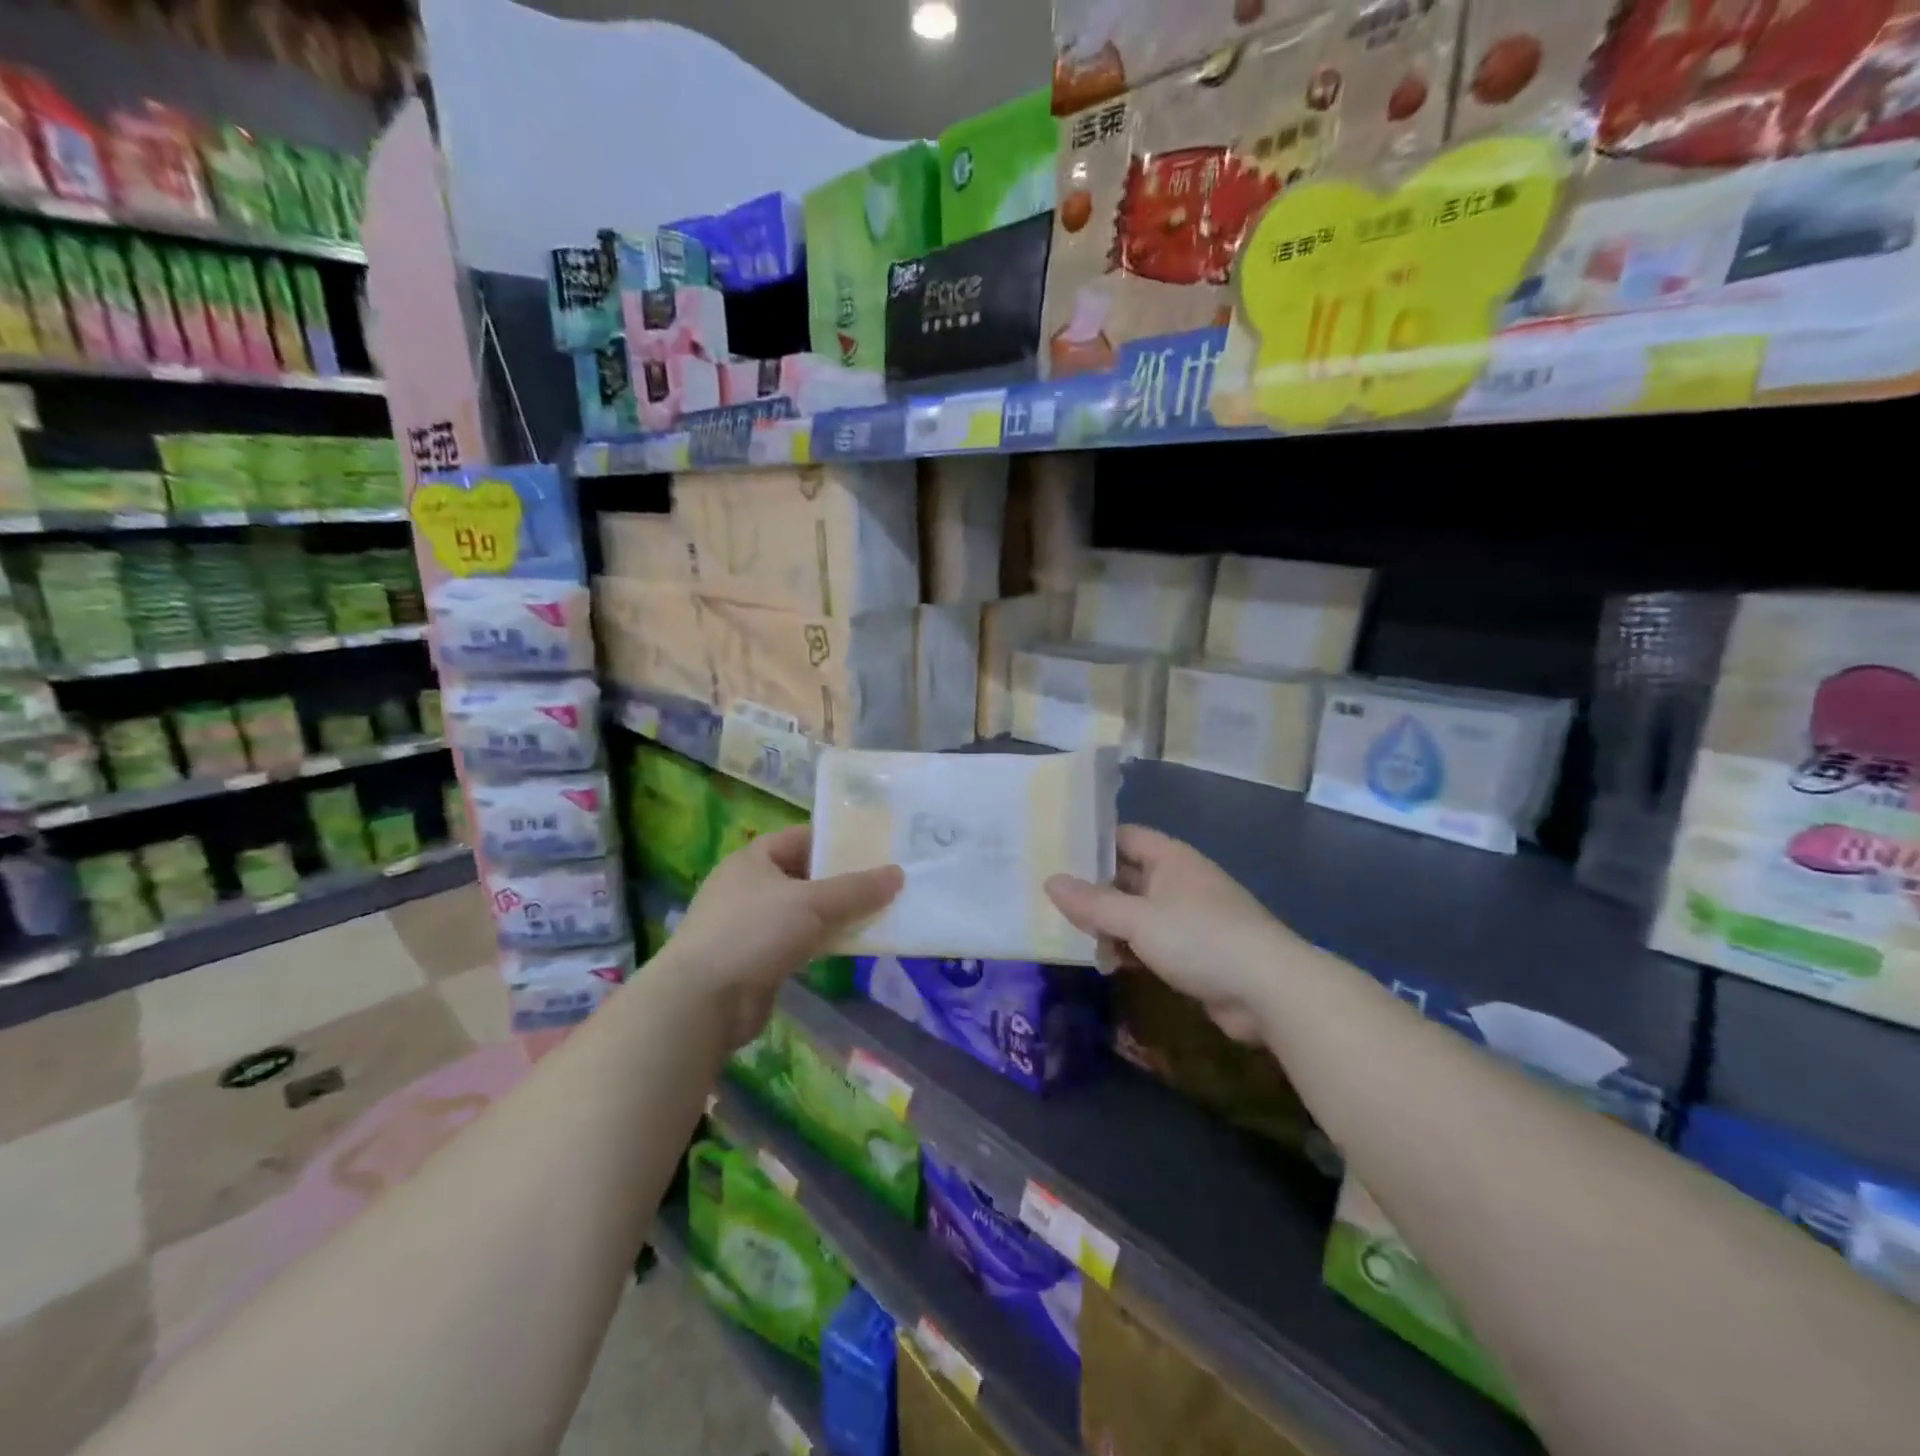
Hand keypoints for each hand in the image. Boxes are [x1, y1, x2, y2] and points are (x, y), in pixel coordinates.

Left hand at [664, 825, 902, 1045]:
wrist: (701, 1002)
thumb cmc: (754, 933)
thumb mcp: (812, 903)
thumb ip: (857, 889)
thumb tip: (898, 874)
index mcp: (753, 858)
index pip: (802, 837)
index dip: (838, 840)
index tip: (876, 849)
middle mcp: (748, 886)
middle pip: (805, 875)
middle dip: (842, 881)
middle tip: (884, 884)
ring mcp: (749, 925)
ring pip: (803, 912)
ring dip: (834, 915)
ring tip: (877, 915)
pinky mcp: (755, 961)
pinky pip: (797, 943)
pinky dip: (821, 943)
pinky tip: (848, 947)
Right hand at [1045, 825, 1298, 1042]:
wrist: (1270, 990)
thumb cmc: (1200, 938)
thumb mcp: (1138, 919)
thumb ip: (1092, 903)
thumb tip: (1049, 881)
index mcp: (1169, 858)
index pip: (1122, 837)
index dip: (1090, 844)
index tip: (1053, 856)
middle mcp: (1178, 880)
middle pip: (1126, 876)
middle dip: (1093, 892)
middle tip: (1052, 903)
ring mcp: (1188, 916)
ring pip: (1136, 912)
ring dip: (1110, 926)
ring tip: (1076, 939)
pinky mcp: (1195, 950)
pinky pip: (1152, 940)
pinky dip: (1130, 949)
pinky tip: (1109, 964)